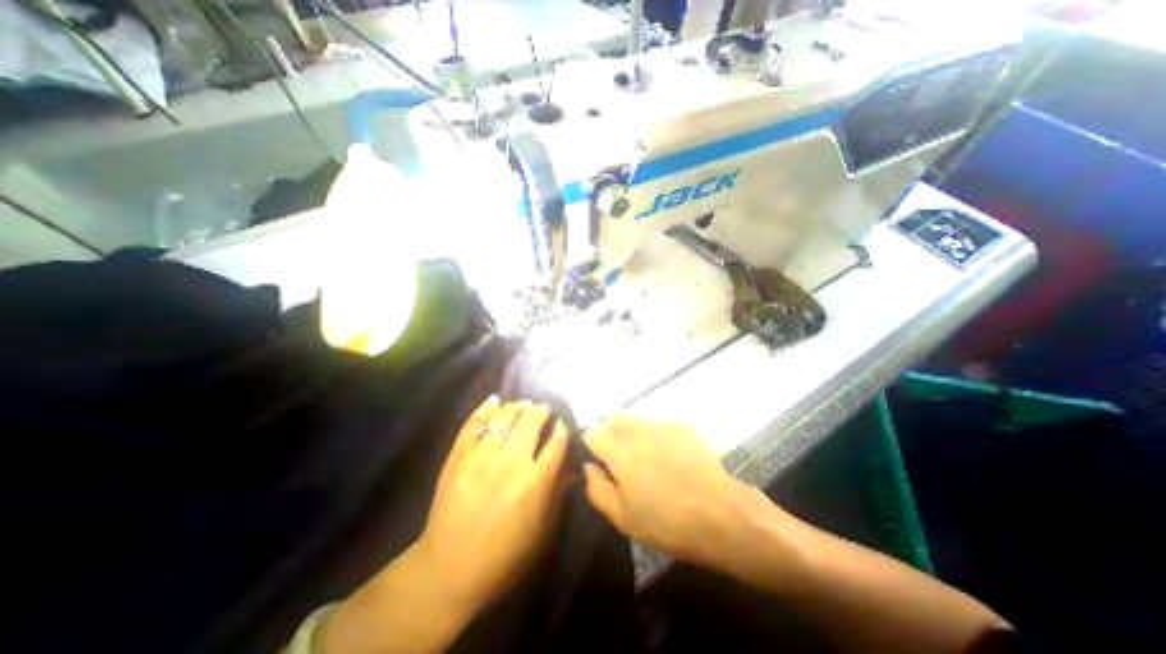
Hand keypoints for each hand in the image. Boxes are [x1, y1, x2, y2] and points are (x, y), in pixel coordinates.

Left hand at [418, 396, 573, 616]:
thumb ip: (558, 495)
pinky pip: (474, 423)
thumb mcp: (542, 532)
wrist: (448, 571)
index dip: (562, 428)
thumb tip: (572, 468)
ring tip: (523, 404)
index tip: (562, 423)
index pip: (557, 442)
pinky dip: (486, 407)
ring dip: (517, 405)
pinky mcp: (459, 456)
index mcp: (536, 482)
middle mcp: (512, 462)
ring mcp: (482, 456)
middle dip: (541, 410)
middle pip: (531, 421)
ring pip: (505, 416)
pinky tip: (495, 399)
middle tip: (543, 408)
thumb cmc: (504, 557)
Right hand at [581, 417, 781, 575]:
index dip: (591, 446)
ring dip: (633, 433)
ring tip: (648, 460)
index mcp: (620, 451)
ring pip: (637, 419)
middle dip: (610, 433)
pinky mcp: (684, 426)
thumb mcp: (623, 517)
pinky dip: (656, 436)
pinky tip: (671, 458)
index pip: (592, 432)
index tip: (599, 462)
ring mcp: (664, 424)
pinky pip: (660, 424)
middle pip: (613, 417)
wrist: (723, 516)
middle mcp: (639, 429)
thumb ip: (596, 488)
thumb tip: (589, 466)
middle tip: (621, 460)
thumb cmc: (668, 522)